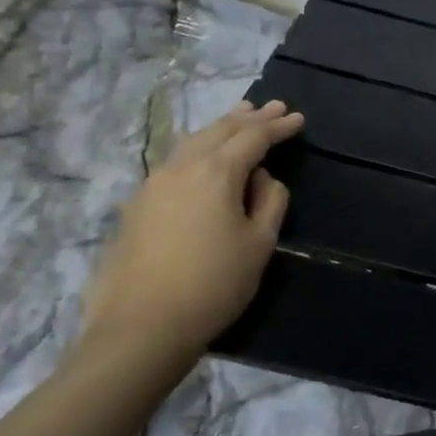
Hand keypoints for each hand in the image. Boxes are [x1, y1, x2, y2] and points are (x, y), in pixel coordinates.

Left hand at [78, 99, 304, 380]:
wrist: (141, 328)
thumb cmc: (214, 285)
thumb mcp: (260, 243)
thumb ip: (270, 201)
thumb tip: (262, 178)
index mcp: (215, 173)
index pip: (253, 137)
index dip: (278, 127)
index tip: (298, 118)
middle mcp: (181, 168)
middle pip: (219, 131)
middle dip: (250, 117)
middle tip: (273, 107)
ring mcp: (152, 185)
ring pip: (192, 141)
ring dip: (220, 127)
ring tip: (239, 116)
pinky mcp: (137, 206)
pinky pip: (175, 160)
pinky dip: (199, 147)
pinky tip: (204, 154)